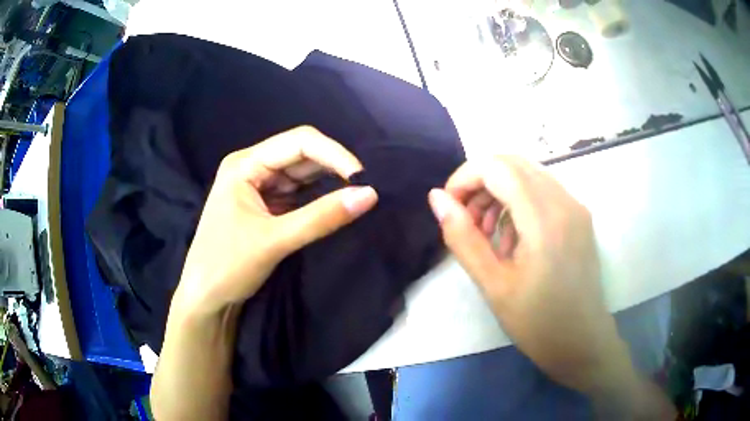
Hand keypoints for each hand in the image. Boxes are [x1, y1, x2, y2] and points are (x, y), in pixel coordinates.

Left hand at [172, 126, 377, 317]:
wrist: (206, 298)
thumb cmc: (227, 265)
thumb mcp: (274, 241)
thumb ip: (321, 217)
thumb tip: (370, 194)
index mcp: (245, 164)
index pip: (298, 142)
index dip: (334, 154)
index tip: (363, 178)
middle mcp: (252, 168)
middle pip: (302, 154)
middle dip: (334, 167)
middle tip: (366, 186)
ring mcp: (259, 187)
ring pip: (303, 174)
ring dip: (330, 182)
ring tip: (359, 193)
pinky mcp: (267, 206)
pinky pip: (299, 194)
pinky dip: (320, 198)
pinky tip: (339, 203)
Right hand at [427, 156, 630, 393]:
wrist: (582, 341)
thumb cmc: (537, 322)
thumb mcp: (493, 285)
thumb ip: (463, 238)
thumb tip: (437, 198)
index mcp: (545, 218)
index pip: (497, 167)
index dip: (465, 177)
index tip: (449, 206)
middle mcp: (565, 200)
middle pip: (512, 163)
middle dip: (480, 183)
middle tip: (466, 220)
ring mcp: (575, 206)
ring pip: (527, 174)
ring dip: (499, 192)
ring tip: (487, 234)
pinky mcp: (579, 216)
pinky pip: (542, 191)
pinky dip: (518, 202)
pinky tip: (512, 238)